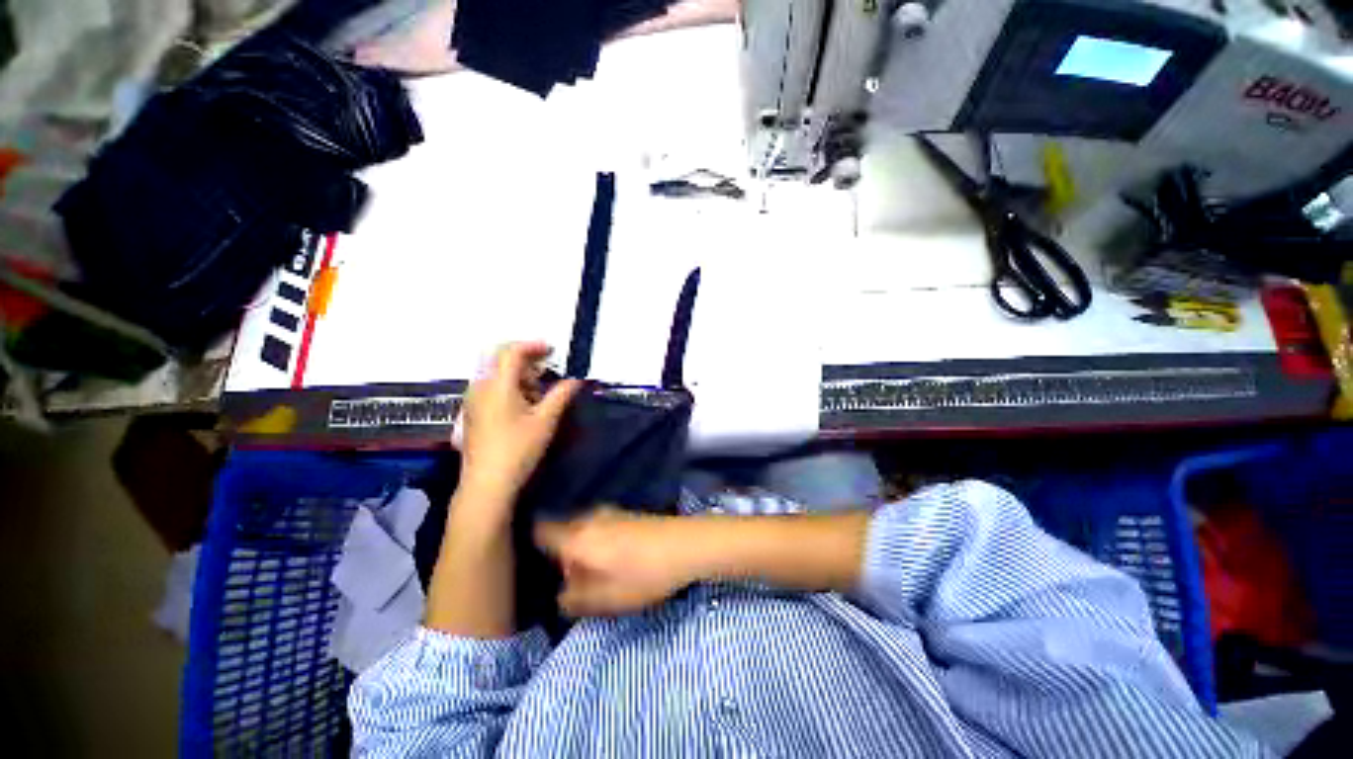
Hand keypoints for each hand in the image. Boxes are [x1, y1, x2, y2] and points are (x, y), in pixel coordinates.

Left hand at [456, 342, 582, 507]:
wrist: (487, 484)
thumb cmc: (518, 449)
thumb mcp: (546, 421)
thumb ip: (562, 395)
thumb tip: (577, 379)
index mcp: (497, 385)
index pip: (512, 351)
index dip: (533, 346)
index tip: (553, 351)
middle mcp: (480, 387)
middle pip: (499, 359)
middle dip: (525, 359)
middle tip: (547, 369)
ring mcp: (473, 401)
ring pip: (495, 374)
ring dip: (518, 374)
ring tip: (540, 392)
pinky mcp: (472, 414)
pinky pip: (490, 388)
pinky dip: (509, 387)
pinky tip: (524, 405)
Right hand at [535, 508, 702, 616]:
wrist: (685, 545)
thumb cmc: (642, 574)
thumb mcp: (605, 599)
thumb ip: (574, 600)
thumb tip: (559, 596)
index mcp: (576, 537)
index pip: (539, 531)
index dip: (528, 543)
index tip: (525, 560)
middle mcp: (588, 518)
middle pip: (560, 530)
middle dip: (556, 552)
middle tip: (558, 577)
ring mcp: (609, 512)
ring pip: (581, 528)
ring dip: (578, 547)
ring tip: (584, 571)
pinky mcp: (626, 514)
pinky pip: (597, 526)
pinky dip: (594, 540)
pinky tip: (607, 558)